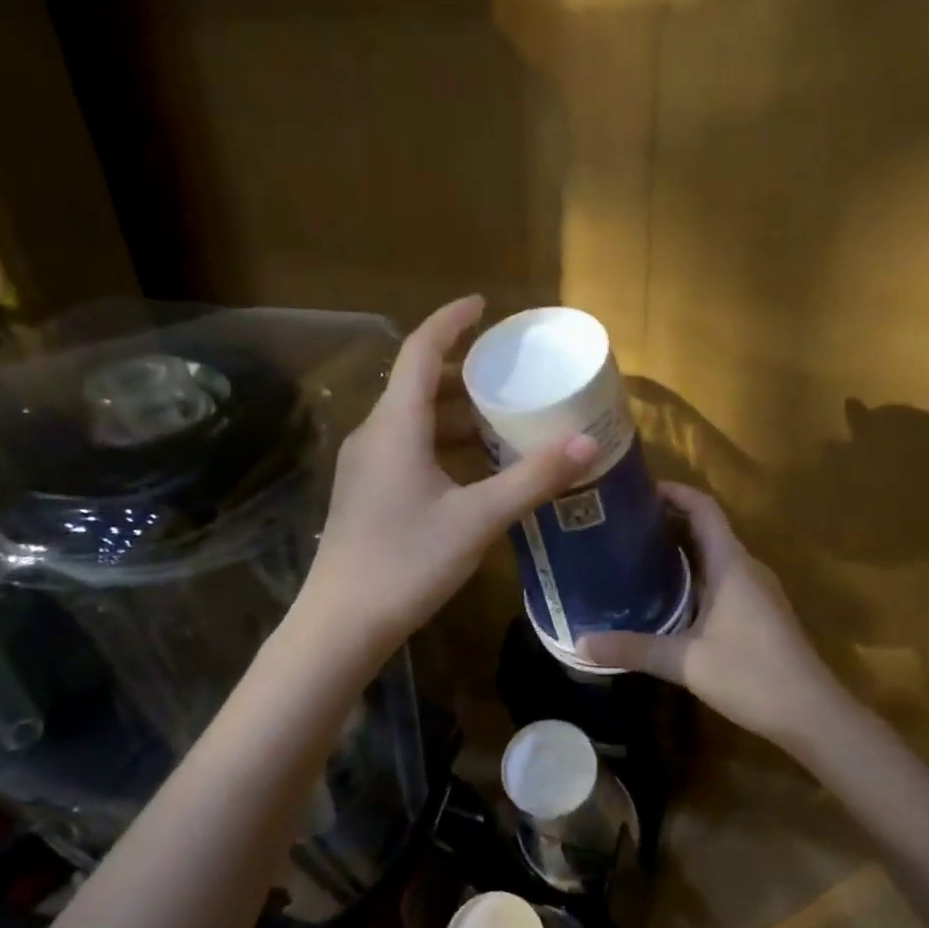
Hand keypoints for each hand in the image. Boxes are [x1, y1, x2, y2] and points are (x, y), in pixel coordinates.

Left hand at [301, 296, 598, 654]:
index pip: (419, 351)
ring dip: (454, 413)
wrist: (342, 622)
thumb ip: (532, 479)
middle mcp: (374, 435)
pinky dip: (442, 444)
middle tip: (508, 372)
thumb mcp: (478, 519)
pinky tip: (474, 468)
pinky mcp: (367, 493)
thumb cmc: (407, 562)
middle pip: (417, 383)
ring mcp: (365, 466)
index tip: (484, 305)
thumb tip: (586, 443)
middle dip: (462, 372)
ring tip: (501, 419)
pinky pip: (407, 448)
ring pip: (413, 420)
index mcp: (395, 426)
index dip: (450, 321)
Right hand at [578, 484, 847, 750]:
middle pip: (706, 528)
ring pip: (714, 555)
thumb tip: (580, 643)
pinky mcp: (760, 611)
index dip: (673, 491)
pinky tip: (668, 597)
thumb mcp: (684, 662)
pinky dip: (694, 575)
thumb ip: (633, 648)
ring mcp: (757, 590)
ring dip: (680, 550)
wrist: (811, 713)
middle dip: (667, 521)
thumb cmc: (751, 675)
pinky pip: (722, 577)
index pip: (703, 508)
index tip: (636, 489)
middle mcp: (746, 567)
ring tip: (635, 556)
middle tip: (622, 526)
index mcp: (731, 564)